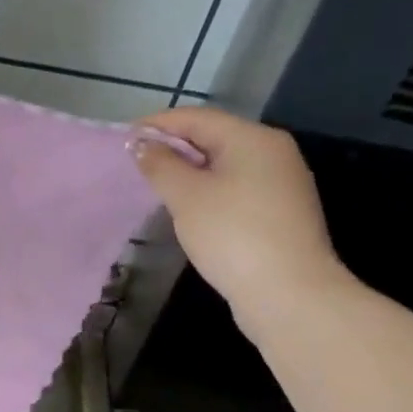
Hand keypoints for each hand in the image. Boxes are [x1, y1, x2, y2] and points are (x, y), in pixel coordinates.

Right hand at [130, 106, 351, 333]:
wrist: (289, 294)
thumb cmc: (232, 234)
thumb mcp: (186, 196)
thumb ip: (160, 164)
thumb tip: (141, 144)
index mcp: (253, 138)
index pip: (196, 118)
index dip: (157, 125)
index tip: (123, 140)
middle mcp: (273, 152)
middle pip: (213, 137)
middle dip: (173, 147)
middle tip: (136, 164)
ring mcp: (281, 182)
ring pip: (224, 164)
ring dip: (189, 170)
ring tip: (156, 186)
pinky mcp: (280, 211)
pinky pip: (236, 187)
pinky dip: (208, 190)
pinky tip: (188, 209)